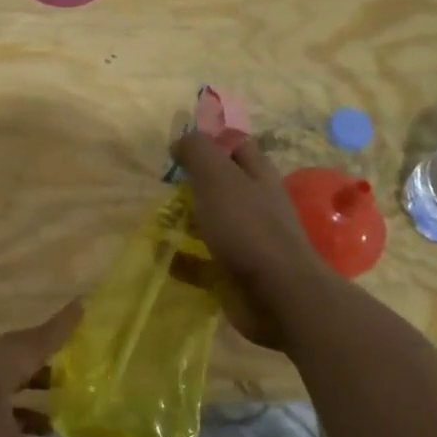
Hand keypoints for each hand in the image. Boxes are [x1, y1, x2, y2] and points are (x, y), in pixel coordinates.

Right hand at [172, 131, 325, 352]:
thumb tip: (181, 141)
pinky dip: (184, 259)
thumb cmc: (247, 227)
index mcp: (258, 175)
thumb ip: (198, 152)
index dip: (210, 140)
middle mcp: (257, 204)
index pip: (235, 145)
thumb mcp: (218, 177)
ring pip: (213, 223)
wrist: (278, 295)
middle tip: (163, 186)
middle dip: (193, 184)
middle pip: (223, 185)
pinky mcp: (237, 273)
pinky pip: (204, 262)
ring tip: (158, 220)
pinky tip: (164, 257)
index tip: (177, 148)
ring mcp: (249, 240)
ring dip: (187, 222)